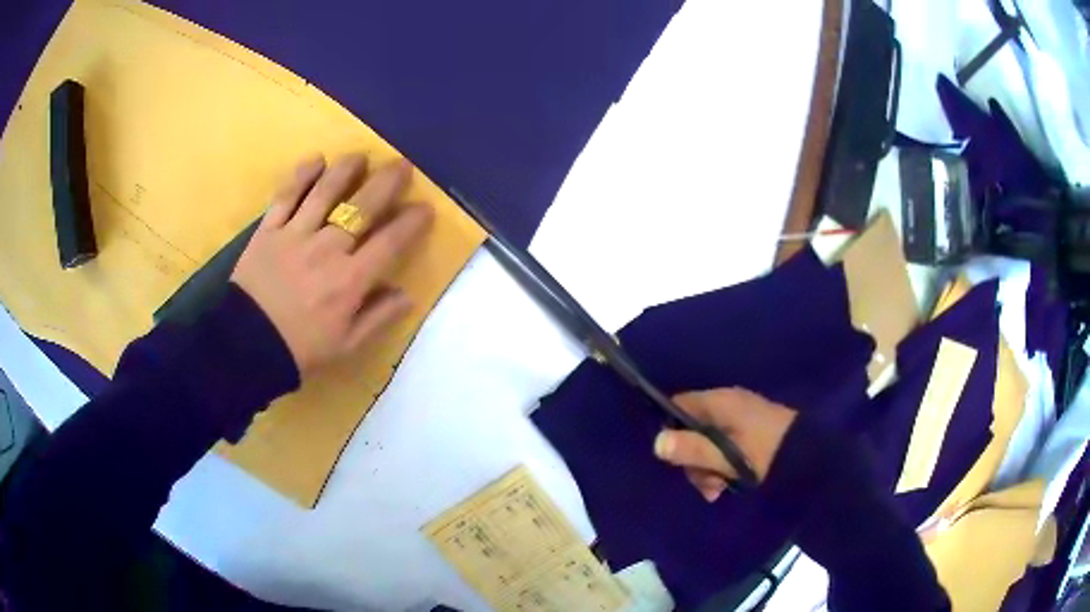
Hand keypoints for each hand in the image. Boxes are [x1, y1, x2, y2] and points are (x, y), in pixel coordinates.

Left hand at [231, 153, 433, 374]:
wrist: (247, 347)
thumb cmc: (300, 349)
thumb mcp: (346, 345)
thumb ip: (378, 318)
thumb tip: (408, 295)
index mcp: (350, 280)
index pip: (389, 243)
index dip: (411, 223)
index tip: (425, 207)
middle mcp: (327, 249)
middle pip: (362, 207)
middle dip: (387, 183)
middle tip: (402, 165)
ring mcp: (294, 235)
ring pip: (325, 192)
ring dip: (346, 170)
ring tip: (360, 156)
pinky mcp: (268, 230)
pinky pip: (286, 196)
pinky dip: (301, 176)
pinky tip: (316, 160)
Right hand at [653, 388, 796, 501]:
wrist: (811, 460)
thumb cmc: (766, 455)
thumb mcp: (727, 457)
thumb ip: (693, 450)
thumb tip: (656, 443)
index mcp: (720, 402)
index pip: (679, 405)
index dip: (669, 430)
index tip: (673, 458)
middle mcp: (728, 404)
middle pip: (692, 429)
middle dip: (693, 460)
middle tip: (706, 485)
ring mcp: (741, 417)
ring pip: (708, 442)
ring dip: (707, 468)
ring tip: (718, 490)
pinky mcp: (751, 431)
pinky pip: (725, 446)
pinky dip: (722, 465)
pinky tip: (728, 485)